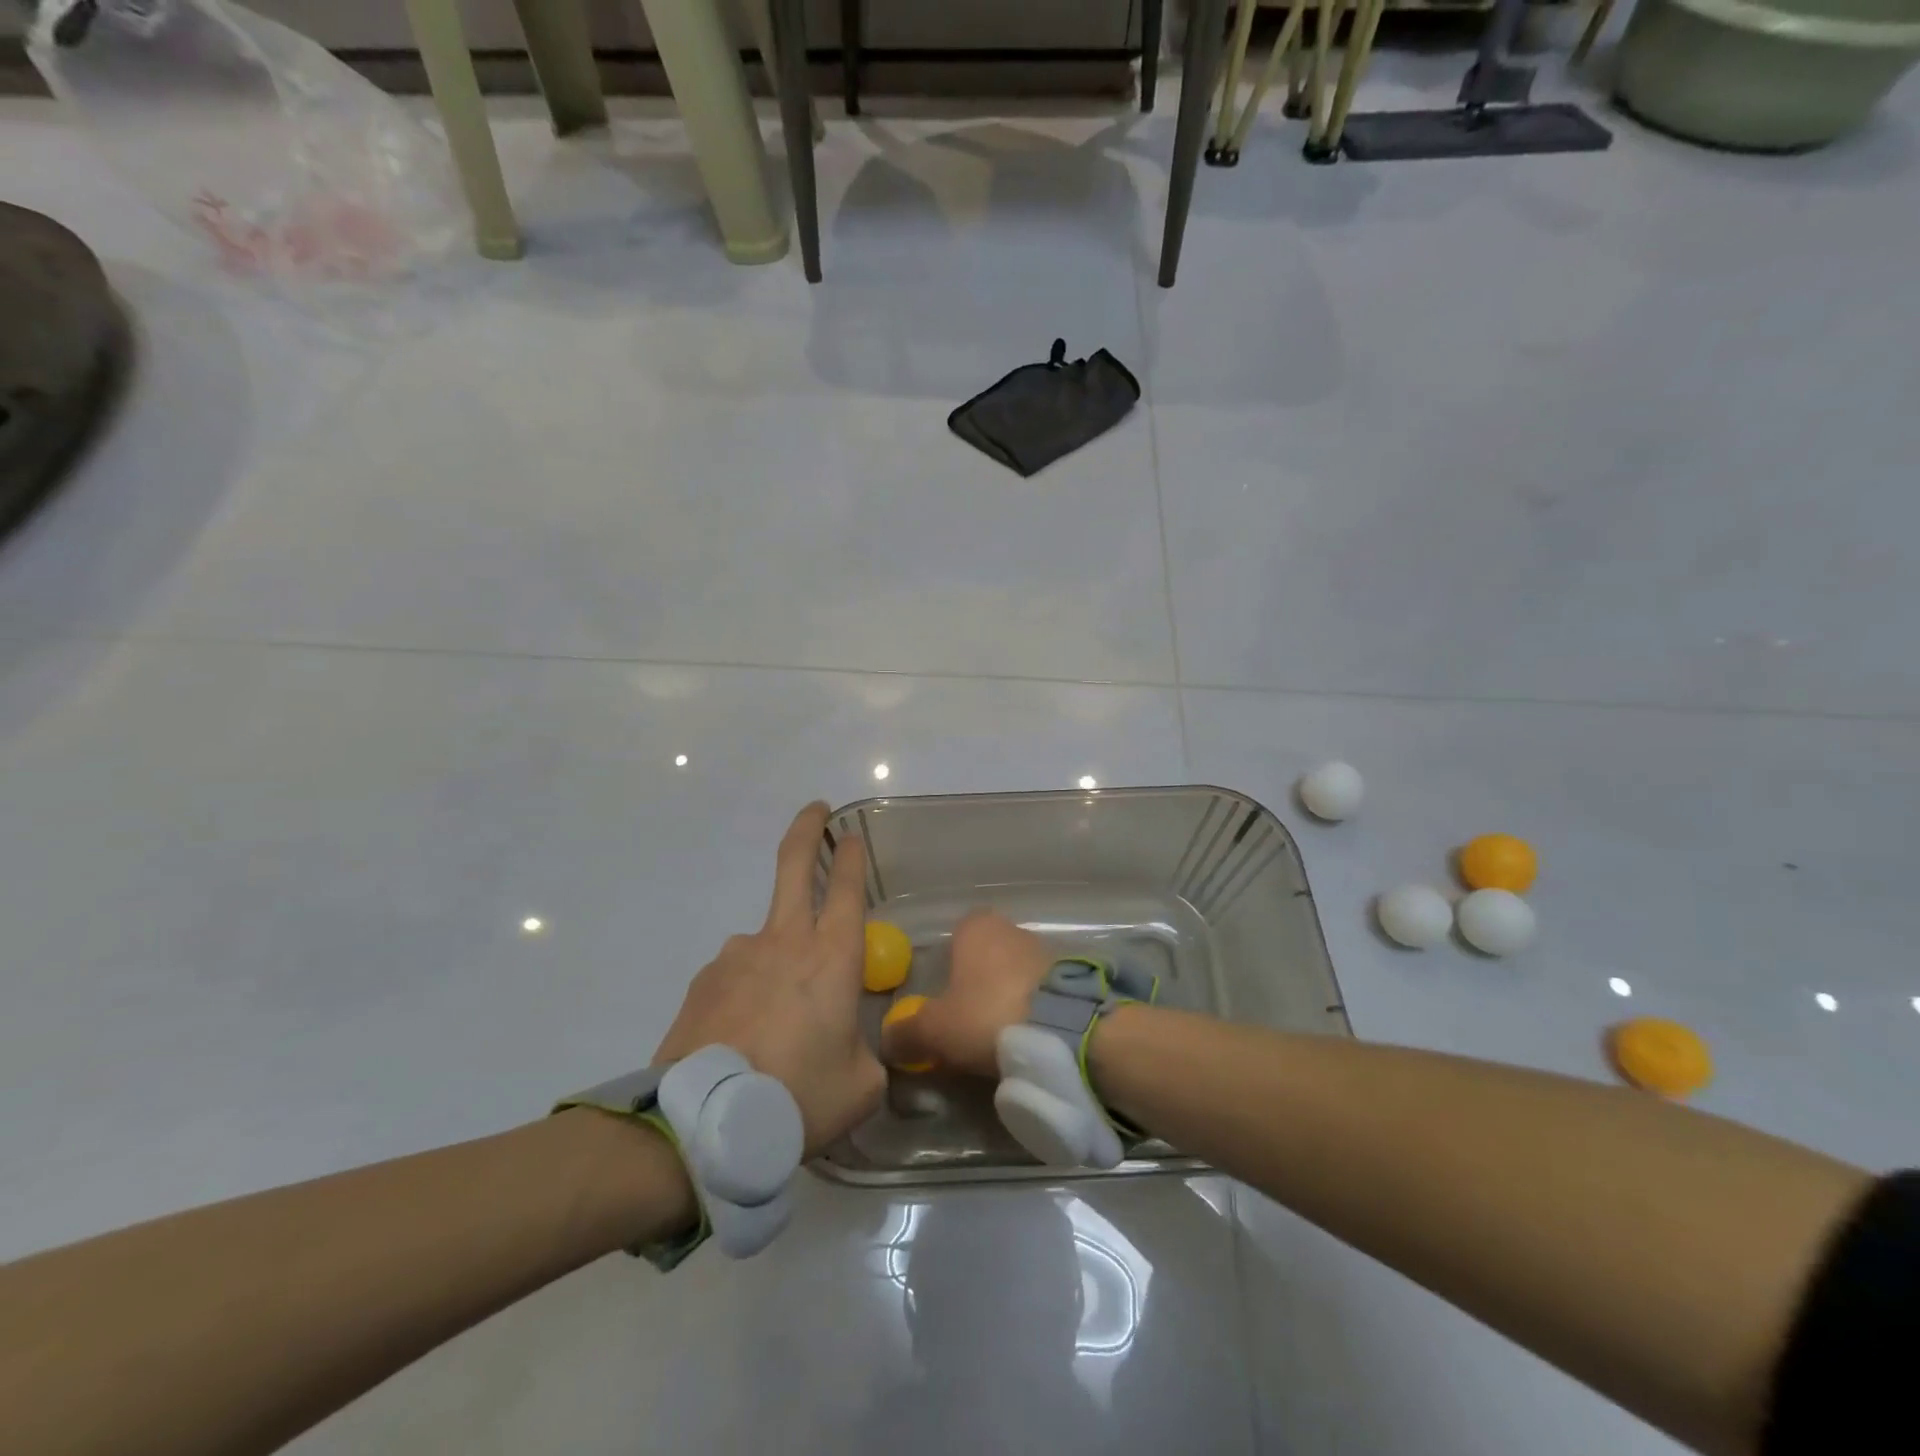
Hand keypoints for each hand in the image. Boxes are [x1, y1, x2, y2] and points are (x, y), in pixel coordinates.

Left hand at [654, 803, 885, 1156]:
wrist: (704, 1124)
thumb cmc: (798, 1097)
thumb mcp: (859, 1086)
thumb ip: (868, 1055)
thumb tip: (859, 1047)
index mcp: (831, 957)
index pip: (847, 887)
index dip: (851, 856)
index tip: (851, 835)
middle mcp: (784, 941)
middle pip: (793, 865)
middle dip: (807, 829)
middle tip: (816, 810)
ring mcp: (738, 955)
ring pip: (766, 939)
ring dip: (777, 961)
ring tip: (776, 1027)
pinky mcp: (704, 980)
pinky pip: (736, 976)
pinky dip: (746, 994)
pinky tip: (744, 1039)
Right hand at [879, 910, 1052, 1077]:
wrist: (1065, 1028)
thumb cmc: (988, 1013)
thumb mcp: (935, 1030)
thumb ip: (906, 1033)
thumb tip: (887, 1041)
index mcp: (975, 927)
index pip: (953, 939)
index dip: (946, 972)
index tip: (944, 1005)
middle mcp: (1011, 927)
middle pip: (985, 958)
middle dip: (978, 988)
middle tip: (969, 1027)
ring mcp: (1046, 948)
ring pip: (1016, 974)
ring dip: (1009, 998)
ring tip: (1003, 1038)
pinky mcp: (1074, 974)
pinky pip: (1044, 991)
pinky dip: (1036, 1009)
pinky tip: (1032, 1037)